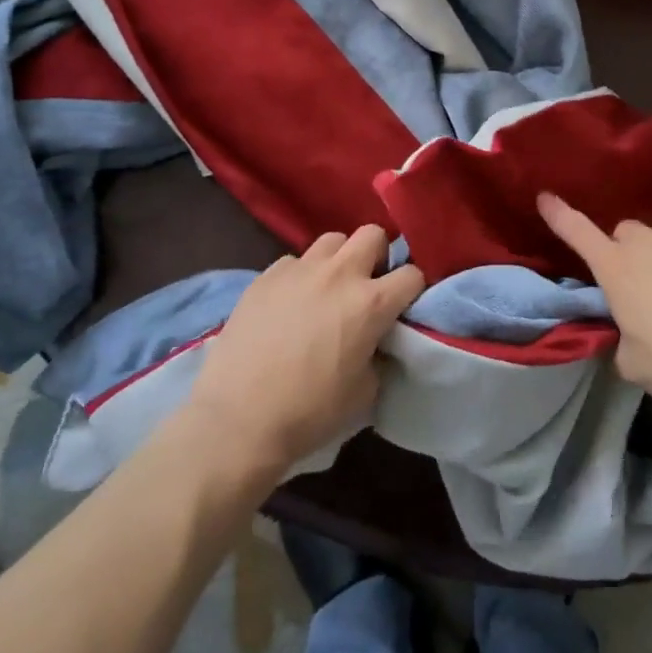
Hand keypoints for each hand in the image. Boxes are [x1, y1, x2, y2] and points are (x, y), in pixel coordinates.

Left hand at [188, 226, 423, 477]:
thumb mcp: (365, 392)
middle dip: (378, 255)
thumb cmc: (310, 412)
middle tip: (367, 286)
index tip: (402, 306)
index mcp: (371, 303)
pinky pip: (295, 261)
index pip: (413, 274)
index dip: (412, 290)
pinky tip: (290, 303)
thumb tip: (374, 341)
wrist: (238, 419)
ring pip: (332, 239)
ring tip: (329, 288)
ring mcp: (299, 270)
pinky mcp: (265, 276)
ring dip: (339, 259)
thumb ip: (378, 353)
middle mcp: (339, 274)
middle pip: (373, 234)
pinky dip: (301, 275)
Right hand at [538, 192, 651, 408]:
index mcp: (616, 268)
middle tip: (640, 281)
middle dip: (628, 250)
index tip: (545, 197)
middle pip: (627, 231)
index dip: (559, 215)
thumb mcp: (633, 363)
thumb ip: (623, 340)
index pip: (577, 232)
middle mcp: (649, 243)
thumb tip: (631, 335)